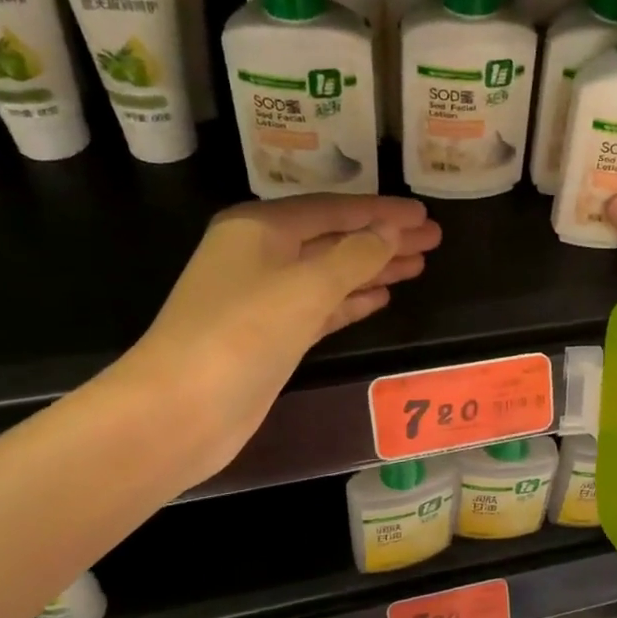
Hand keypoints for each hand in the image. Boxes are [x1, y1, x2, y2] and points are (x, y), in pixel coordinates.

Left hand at [113, 195, 441, 479]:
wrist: (183, 408)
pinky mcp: (272, 335)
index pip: (334, 210)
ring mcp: (264, 298)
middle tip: (433, 239)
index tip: (424, 214)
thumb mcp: (307, 286)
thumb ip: (355, 255)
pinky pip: (321, 307)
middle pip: (334, 239)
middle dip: (383, 239)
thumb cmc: (243, 333)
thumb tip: (391, 231)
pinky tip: (382, 298)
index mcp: (261, 228)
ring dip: (373, 269)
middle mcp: (261, 255)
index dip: (382, 212)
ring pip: (331, 274)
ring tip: (418, 265)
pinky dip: (351, 301)